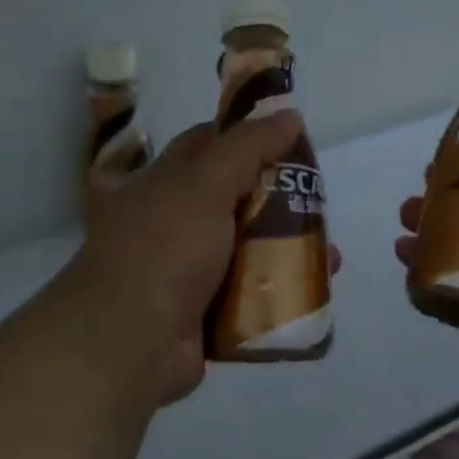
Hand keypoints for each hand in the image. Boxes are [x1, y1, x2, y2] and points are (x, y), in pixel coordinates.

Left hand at [65, 111, 335, 406]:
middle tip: (319, 202)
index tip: (289, 140)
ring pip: (245, 251)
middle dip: (278, 200)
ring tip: (329, 256)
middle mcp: (171, 222)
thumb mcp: (204, 182)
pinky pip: (249, 297)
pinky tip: (312, 293)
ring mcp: (185, 271)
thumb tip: (289, 115)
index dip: (246, 137)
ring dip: (286, 250)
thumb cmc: (164, 247)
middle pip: (234, 199)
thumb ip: (248, 147)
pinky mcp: (202, 314)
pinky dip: (279, 294)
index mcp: (160, 183)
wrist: (128, 343)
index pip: (206, 144)